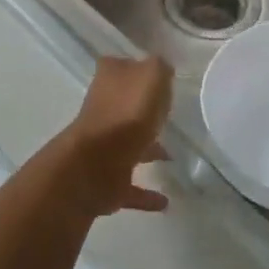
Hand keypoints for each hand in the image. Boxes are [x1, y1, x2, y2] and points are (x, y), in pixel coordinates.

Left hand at [65, 55, 174, 214]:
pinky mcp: (106, 179)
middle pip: (123, 107)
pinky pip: (131, 186)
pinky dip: (146, 194)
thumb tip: (161, 69)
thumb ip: (160, 68)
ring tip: (172, 157)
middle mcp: (101, 111)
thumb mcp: (152, 75)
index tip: (157, 79)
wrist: (95, 164)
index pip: (121, 67)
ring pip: (128, 145)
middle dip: (142, 112)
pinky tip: (165, 201)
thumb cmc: (127, 114)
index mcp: (109, 81)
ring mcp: (102, 146)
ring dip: (147, 151)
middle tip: (168, 116)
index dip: (136, 70)